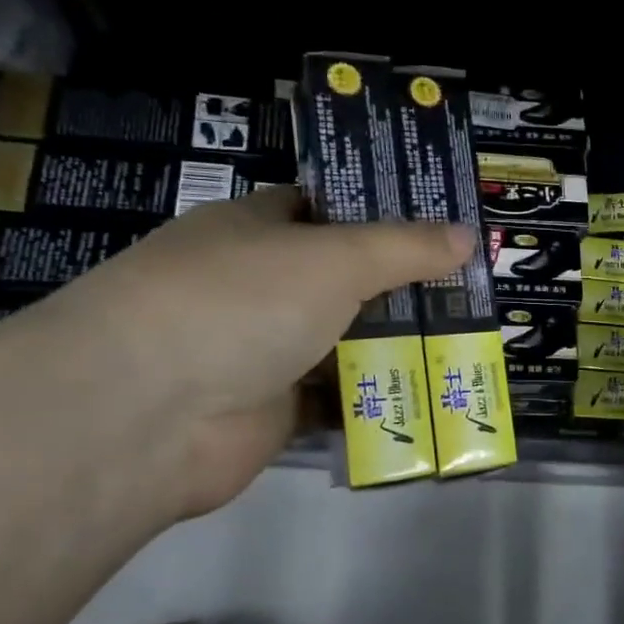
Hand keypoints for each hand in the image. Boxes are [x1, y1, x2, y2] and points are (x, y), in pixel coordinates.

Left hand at [12, 187, 471, 516]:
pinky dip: (377, 398)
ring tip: (469, 344)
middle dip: (406, 287)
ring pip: (346, 341)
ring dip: (398, 346)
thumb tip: (467, 234)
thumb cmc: (240, 302)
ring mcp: (264, 348)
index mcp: (259, 228)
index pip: (329, 209)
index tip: (445, 226)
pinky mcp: (273, 409)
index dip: (385, 214)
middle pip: (347, 280)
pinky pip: (338, 398)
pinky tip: (431, 395)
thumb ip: (404, 247)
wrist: (147, 414)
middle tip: (475, 292)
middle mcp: (260, 285)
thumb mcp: (334, 258)